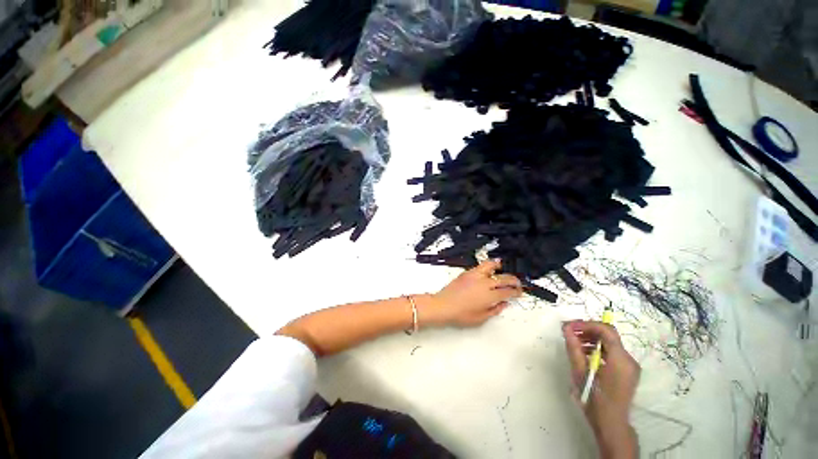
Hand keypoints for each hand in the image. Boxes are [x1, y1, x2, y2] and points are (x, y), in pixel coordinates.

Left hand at [420, 260, 521, 327]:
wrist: (443, 305)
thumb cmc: (462, 315)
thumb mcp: (481, 318)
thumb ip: (494, 309)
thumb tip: (504, 303)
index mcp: (489, 295)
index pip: (508, 291)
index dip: (516, 291)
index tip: (520, 292)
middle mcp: (484, 283)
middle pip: (503, 278)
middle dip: (513, 280)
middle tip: (517, 283)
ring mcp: (475, 275)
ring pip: (491, 266)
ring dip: (499, 267)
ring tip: (502, 268)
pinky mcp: (466, 273)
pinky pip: (480, 266)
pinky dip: (487, 266)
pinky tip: (488, 269)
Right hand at [563, 320, 639, 457]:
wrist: (611, 424)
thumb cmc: (595, 398)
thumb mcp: (581, 372)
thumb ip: (574, 348)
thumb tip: (566, 328)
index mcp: (620, 360)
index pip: (606, 330)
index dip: (586, 325)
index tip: (569, 327)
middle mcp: (629, 359)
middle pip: (608, 335)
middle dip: (587, 330)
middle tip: (568, 332)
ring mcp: (629, 366)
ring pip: (609, 343)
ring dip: (591, 339)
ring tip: (573, 343)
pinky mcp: (626, 371)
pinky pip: (611, 352)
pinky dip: (597, 348)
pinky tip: (583, 354)